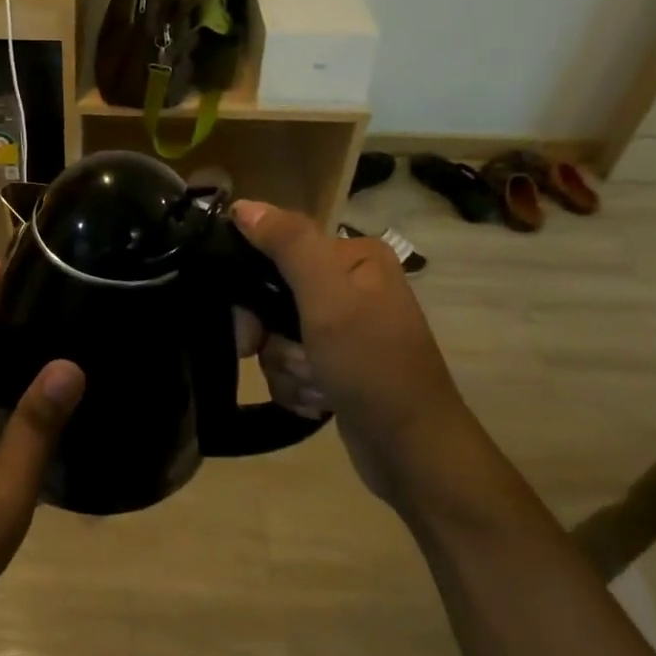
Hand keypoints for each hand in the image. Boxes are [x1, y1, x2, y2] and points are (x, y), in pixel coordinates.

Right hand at [232, 200, 476, 511]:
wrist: (412, 450)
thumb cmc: (373, 365)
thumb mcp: (328, 298)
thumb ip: (288, 245)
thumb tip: (243, 205)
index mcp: (352, 257)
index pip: (277, 249)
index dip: (252, 287)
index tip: (250, 328)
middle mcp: (349, 286)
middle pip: (272, 297)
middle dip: (274, 338)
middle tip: (290, 360)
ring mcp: (343, 328)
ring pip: (276, 336)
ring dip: (286, 368)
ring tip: (316, 387)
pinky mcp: (337, 365)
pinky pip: (290, 365)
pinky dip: (296, 386)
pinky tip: (319, 402)